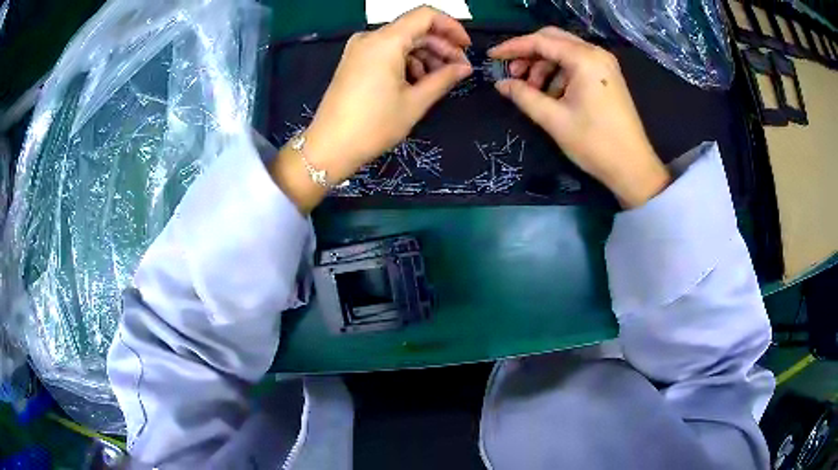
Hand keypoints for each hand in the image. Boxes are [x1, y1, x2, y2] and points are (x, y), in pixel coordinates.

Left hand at [271, 7, 471, 212]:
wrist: (329, 147)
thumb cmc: (374, 125)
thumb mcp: (415, 102)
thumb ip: (444, 78)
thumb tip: (464, 67)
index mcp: (386, 41)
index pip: (426, 15)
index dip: (451, 27)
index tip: (466, 47)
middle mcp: (370, 38)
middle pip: (415, 29)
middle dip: (440, 46)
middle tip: (459, 69)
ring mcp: (359, 49)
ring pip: (402, 41)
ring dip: (425, 56)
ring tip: (439, 80)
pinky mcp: (354, 61)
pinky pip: (387, 52)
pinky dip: (406, 61)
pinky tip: (417, 82)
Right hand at [489, 28, 669, 207]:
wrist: (633, 167)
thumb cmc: (595, 143)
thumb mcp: (554, 119)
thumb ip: (523, 96)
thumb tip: (500, 84)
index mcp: (585, 59)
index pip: (540, 41)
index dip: (512, 47)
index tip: (491, 56)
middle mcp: (596, 54)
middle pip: (552, 40)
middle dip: (528, 54)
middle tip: (512, 74)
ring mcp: (604, 65)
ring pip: (564, 52)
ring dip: (543, 66)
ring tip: (532, 91)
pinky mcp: (607, 77)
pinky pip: (576, 64)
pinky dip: (559, 74)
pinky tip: (552, 95)